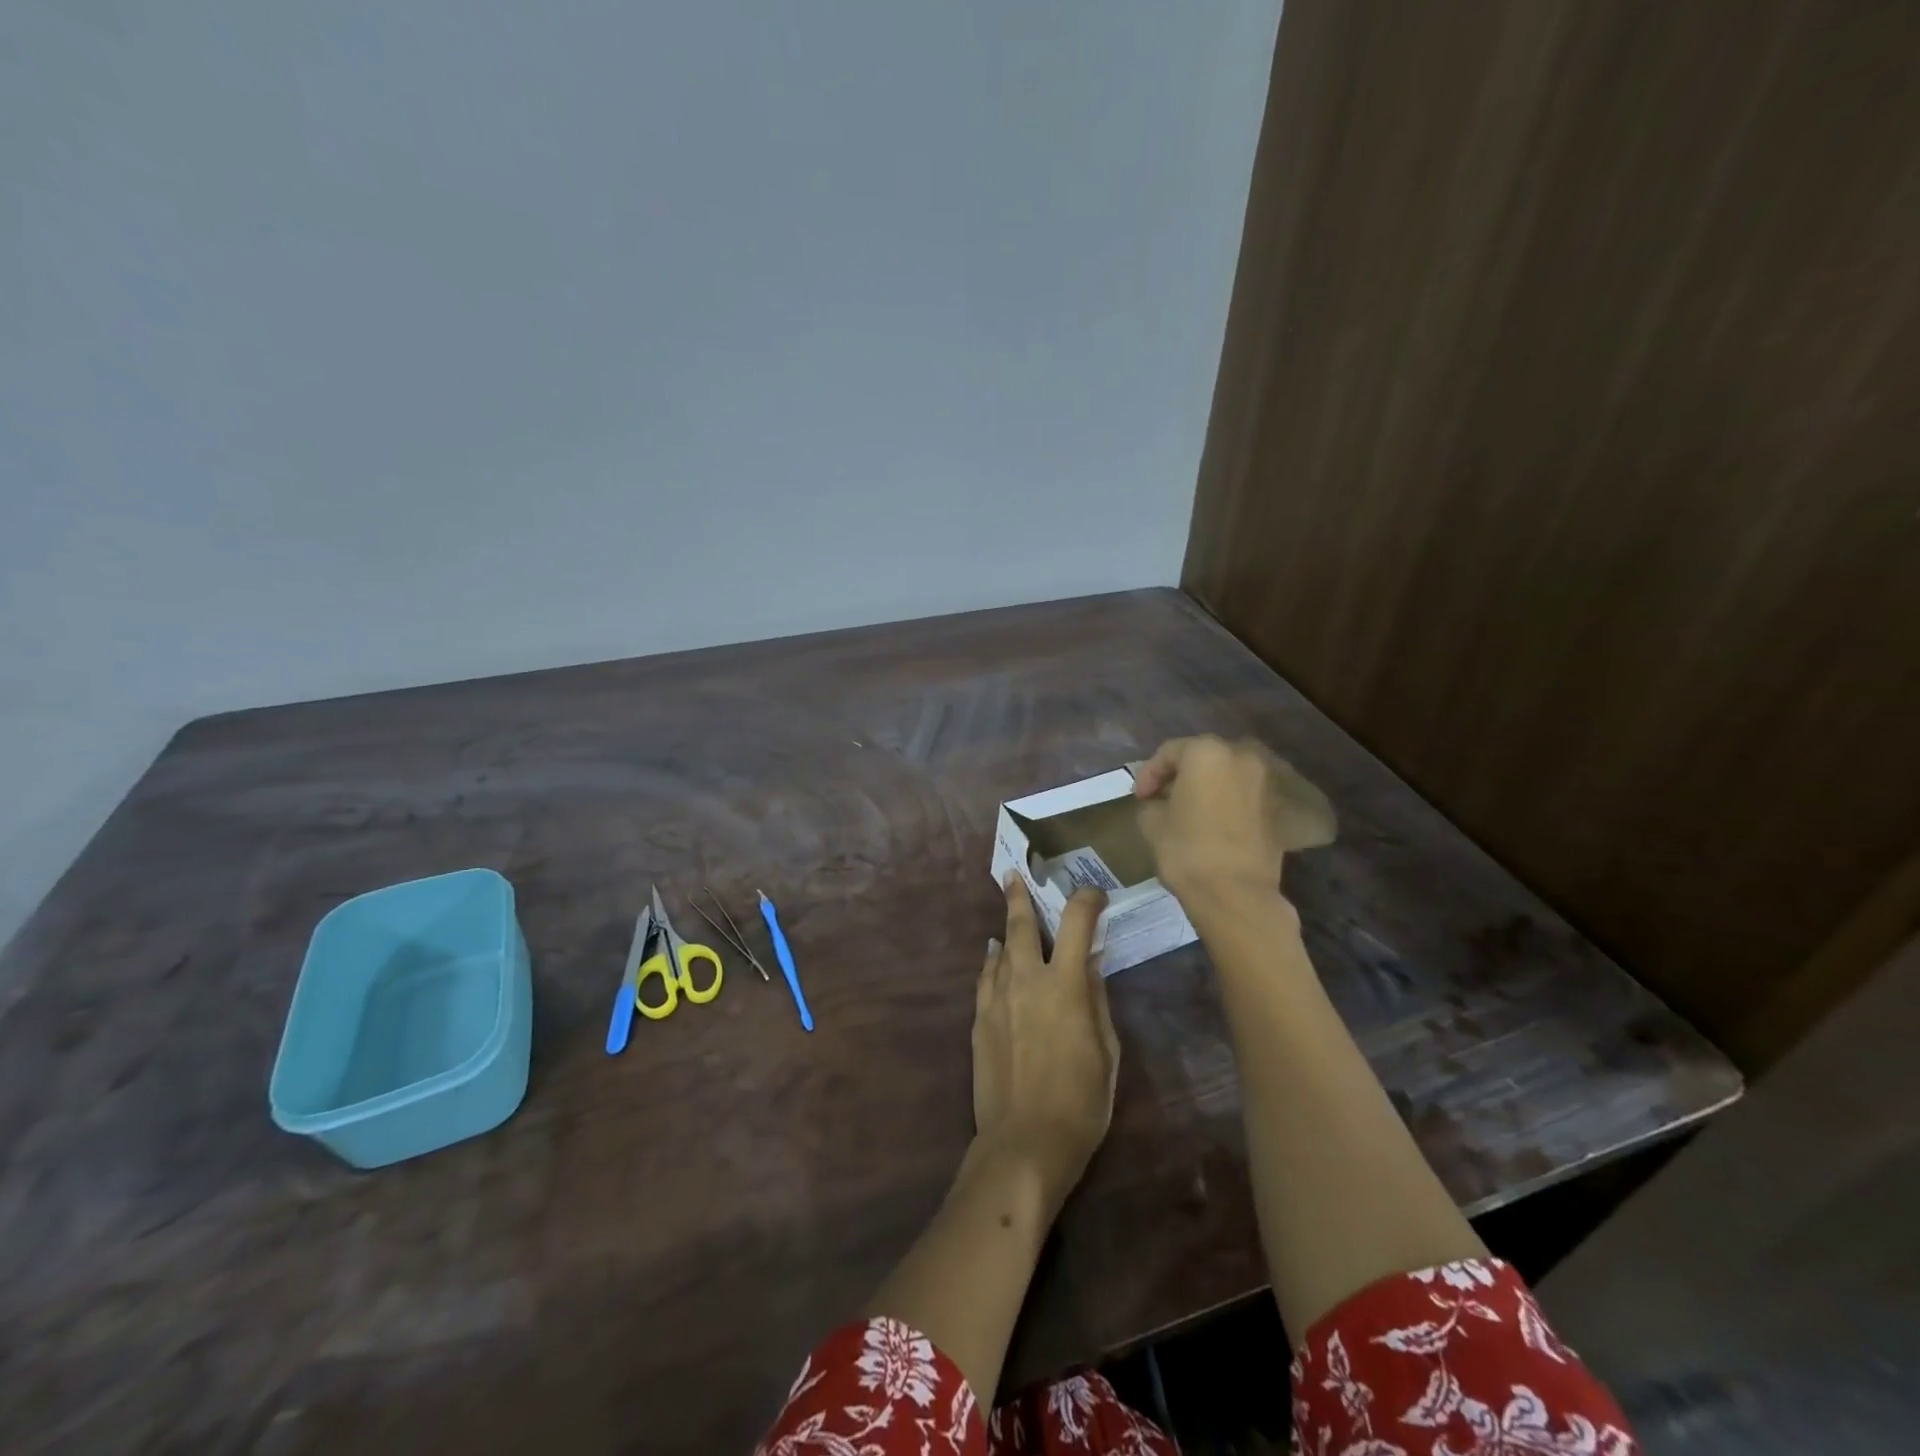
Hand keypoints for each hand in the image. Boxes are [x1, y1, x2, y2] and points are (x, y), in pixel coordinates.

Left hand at [971, 877, 1118, 1213]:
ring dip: (1007, 928)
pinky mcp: (979, 1018)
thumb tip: (1091, 964)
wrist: (1023, 1143)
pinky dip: (992, 960)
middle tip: (1013, 873)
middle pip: (1021, 924)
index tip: (1094, 894)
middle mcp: (1027, 979)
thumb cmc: (1081, 1103)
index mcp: (1066, 985)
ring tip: (1009, 914)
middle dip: (1019, 894)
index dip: (1086, 900)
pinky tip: (994, 955)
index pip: (1077, 923)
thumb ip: (1097, 1000)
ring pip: (999, 948)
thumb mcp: (1107, 1052)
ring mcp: (997, 997)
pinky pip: (985, 976)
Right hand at [1133, 735, 1302, 911]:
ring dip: (1203, 787)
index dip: (1148, 774)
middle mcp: (1240, 756)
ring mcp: (1262, 780)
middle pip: (1200, 758)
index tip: (1139, 798)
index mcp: (1206, 753)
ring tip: (1184, 811)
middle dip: (1178, 776)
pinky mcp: (1274, 806)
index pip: (1169, 752)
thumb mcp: (1152, 823)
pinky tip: (1208, 822)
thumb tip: (1158, 803)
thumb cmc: (1188, 850)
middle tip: (1160, 799)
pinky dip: (1223, 801)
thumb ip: (1152, 802)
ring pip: (1224, 774)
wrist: (1237, 893)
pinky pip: (1240, 794)